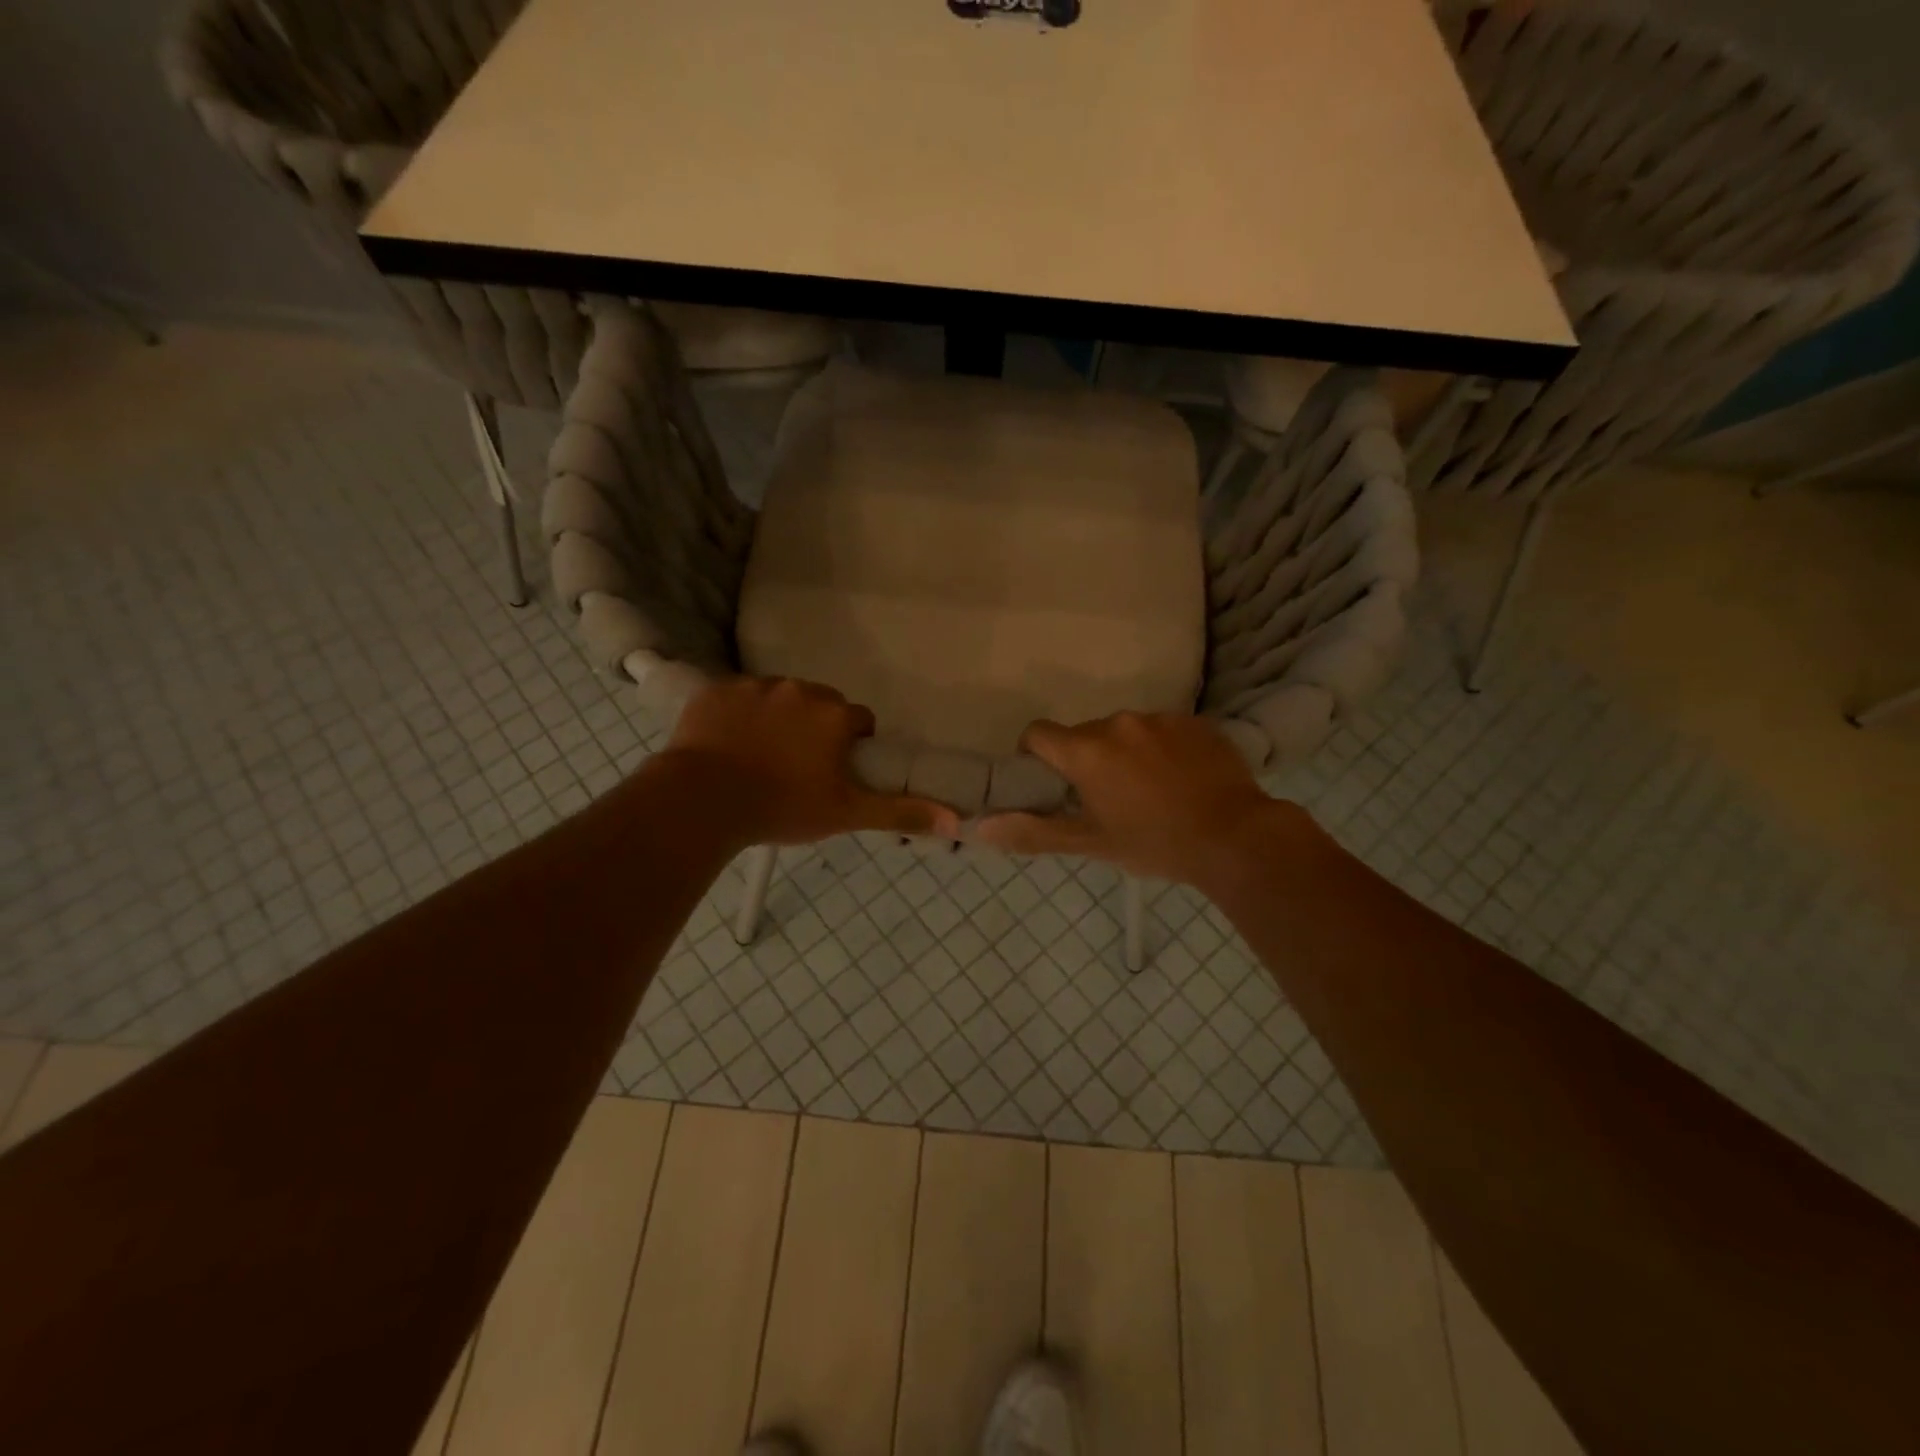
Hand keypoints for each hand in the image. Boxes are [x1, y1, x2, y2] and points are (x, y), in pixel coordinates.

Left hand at [657, 676, 960, 847]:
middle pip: (820, 704)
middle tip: (796, 768)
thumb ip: (901, 811)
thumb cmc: (783, 807)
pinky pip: (736, 698)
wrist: (703, 801)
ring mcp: (755, 685)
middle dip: (815, 728)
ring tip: (759, 758)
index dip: (852, 746)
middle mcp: (800, 689)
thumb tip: (957, 820)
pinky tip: (727, 747)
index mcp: (835, 714)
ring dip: (777, 720)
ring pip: (778, 699)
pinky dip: (737, 716)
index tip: (834, 772)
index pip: (860, 720)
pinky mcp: (716, 690)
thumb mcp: (847, 813)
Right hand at [970, 713, 1319, 891]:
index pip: (1038, 733)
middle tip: (1107, 798)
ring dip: (1126, 753)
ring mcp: (1160, 718)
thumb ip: (1033, 832)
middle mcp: (1118, 722)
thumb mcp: (1091, 844)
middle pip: (1084, 734)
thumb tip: (980, 828)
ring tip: (1151, 790)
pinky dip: (1161, 749)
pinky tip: (1181, 780)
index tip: (1053, 783)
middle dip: (1086, 760)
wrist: (1236, 837)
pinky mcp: (1195, 721)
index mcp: (1086, 750)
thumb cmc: (1154, 843)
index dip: (1036, 755)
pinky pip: (1162, 729)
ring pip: (1125, 731)